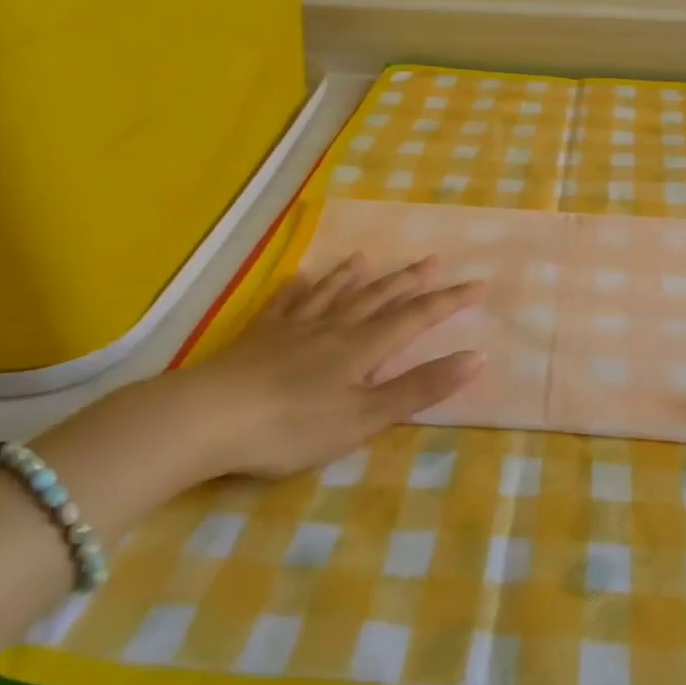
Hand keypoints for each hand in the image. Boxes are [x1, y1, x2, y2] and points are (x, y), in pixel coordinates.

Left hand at [156, 254, 483, 479]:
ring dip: (353, 277)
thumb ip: (420, 388)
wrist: (209, 418)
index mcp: (362, 347)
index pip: (415, 318)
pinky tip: (299, 277)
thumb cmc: (294, 426)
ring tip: (368, 257)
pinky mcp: (258, 337)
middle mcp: (333, 328)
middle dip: (409, 281)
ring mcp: (293, 328)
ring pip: (332, 294)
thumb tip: (476, 357)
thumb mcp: (366, 417)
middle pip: (377, 298)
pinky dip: (297, 289)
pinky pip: (284, 304)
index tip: (477, 284)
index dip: (448, 302)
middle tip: (432, 260)